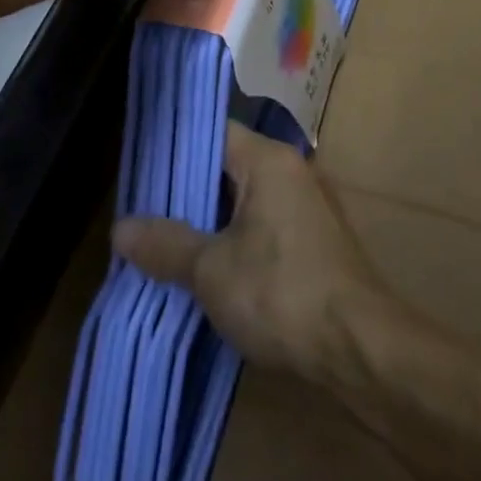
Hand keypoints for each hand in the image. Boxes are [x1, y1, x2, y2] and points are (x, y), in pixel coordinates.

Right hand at [112, 123, 398, 386]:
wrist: (360, 348)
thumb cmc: (281, 293)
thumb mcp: (212, 271)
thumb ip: (166, 244)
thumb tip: (120, 227)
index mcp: (269, 161)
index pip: (214, 133)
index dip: (176, 148)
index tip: (141, 169)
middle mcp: (292, 171)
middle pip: (229, 166)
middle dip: (187, 191)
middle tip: (143, 212)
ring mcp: (308, 207)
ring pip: (246, 201)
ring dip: (211, 221)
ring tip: (165, 243)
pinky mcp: (316, 242)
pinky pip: (265, 226)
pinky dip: (236, 240)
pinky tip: (209, 270)